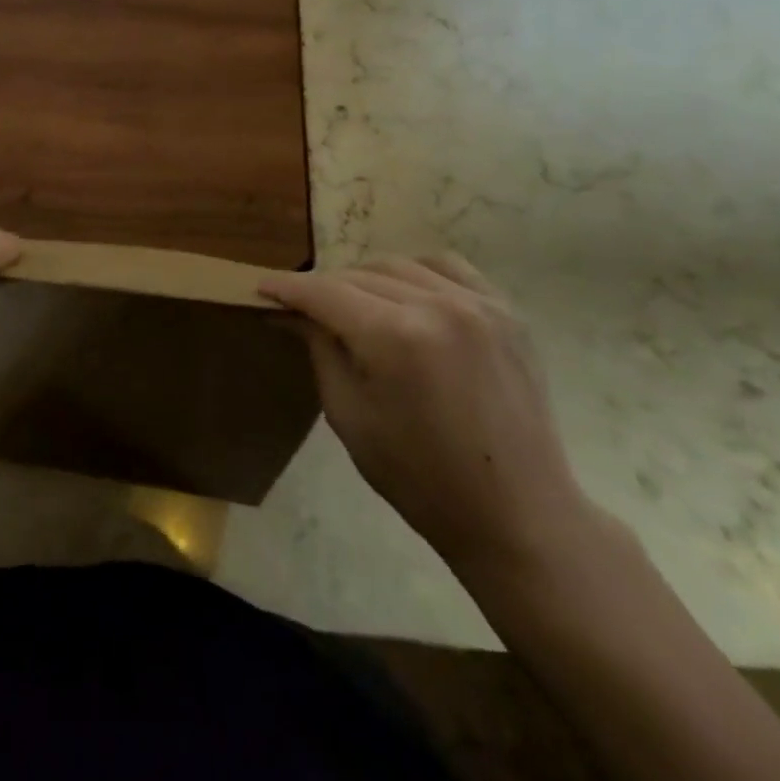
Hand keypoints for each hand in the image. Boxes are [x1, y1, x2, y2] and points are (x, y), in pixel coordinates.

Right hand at [260, 254, 594, 575]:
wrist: (517, 514)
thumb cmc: (420, 478)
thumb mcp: (349, 416)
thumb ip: (320, 350)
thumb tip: (290, 313)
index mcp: (394, 337)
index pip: (324, 293)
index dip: (287, 287)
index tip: (262, 287)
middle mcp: (436, 305)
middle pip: (359, 275)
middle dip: (324, 288)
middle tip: (304, 308)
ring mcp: (477, 304)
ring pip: (400, 265)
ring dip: (366, 279)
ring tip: (354, 305)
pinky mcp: (506, 311)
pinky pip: (448, 268)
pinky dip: (417, 273)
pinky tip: (406, 294)